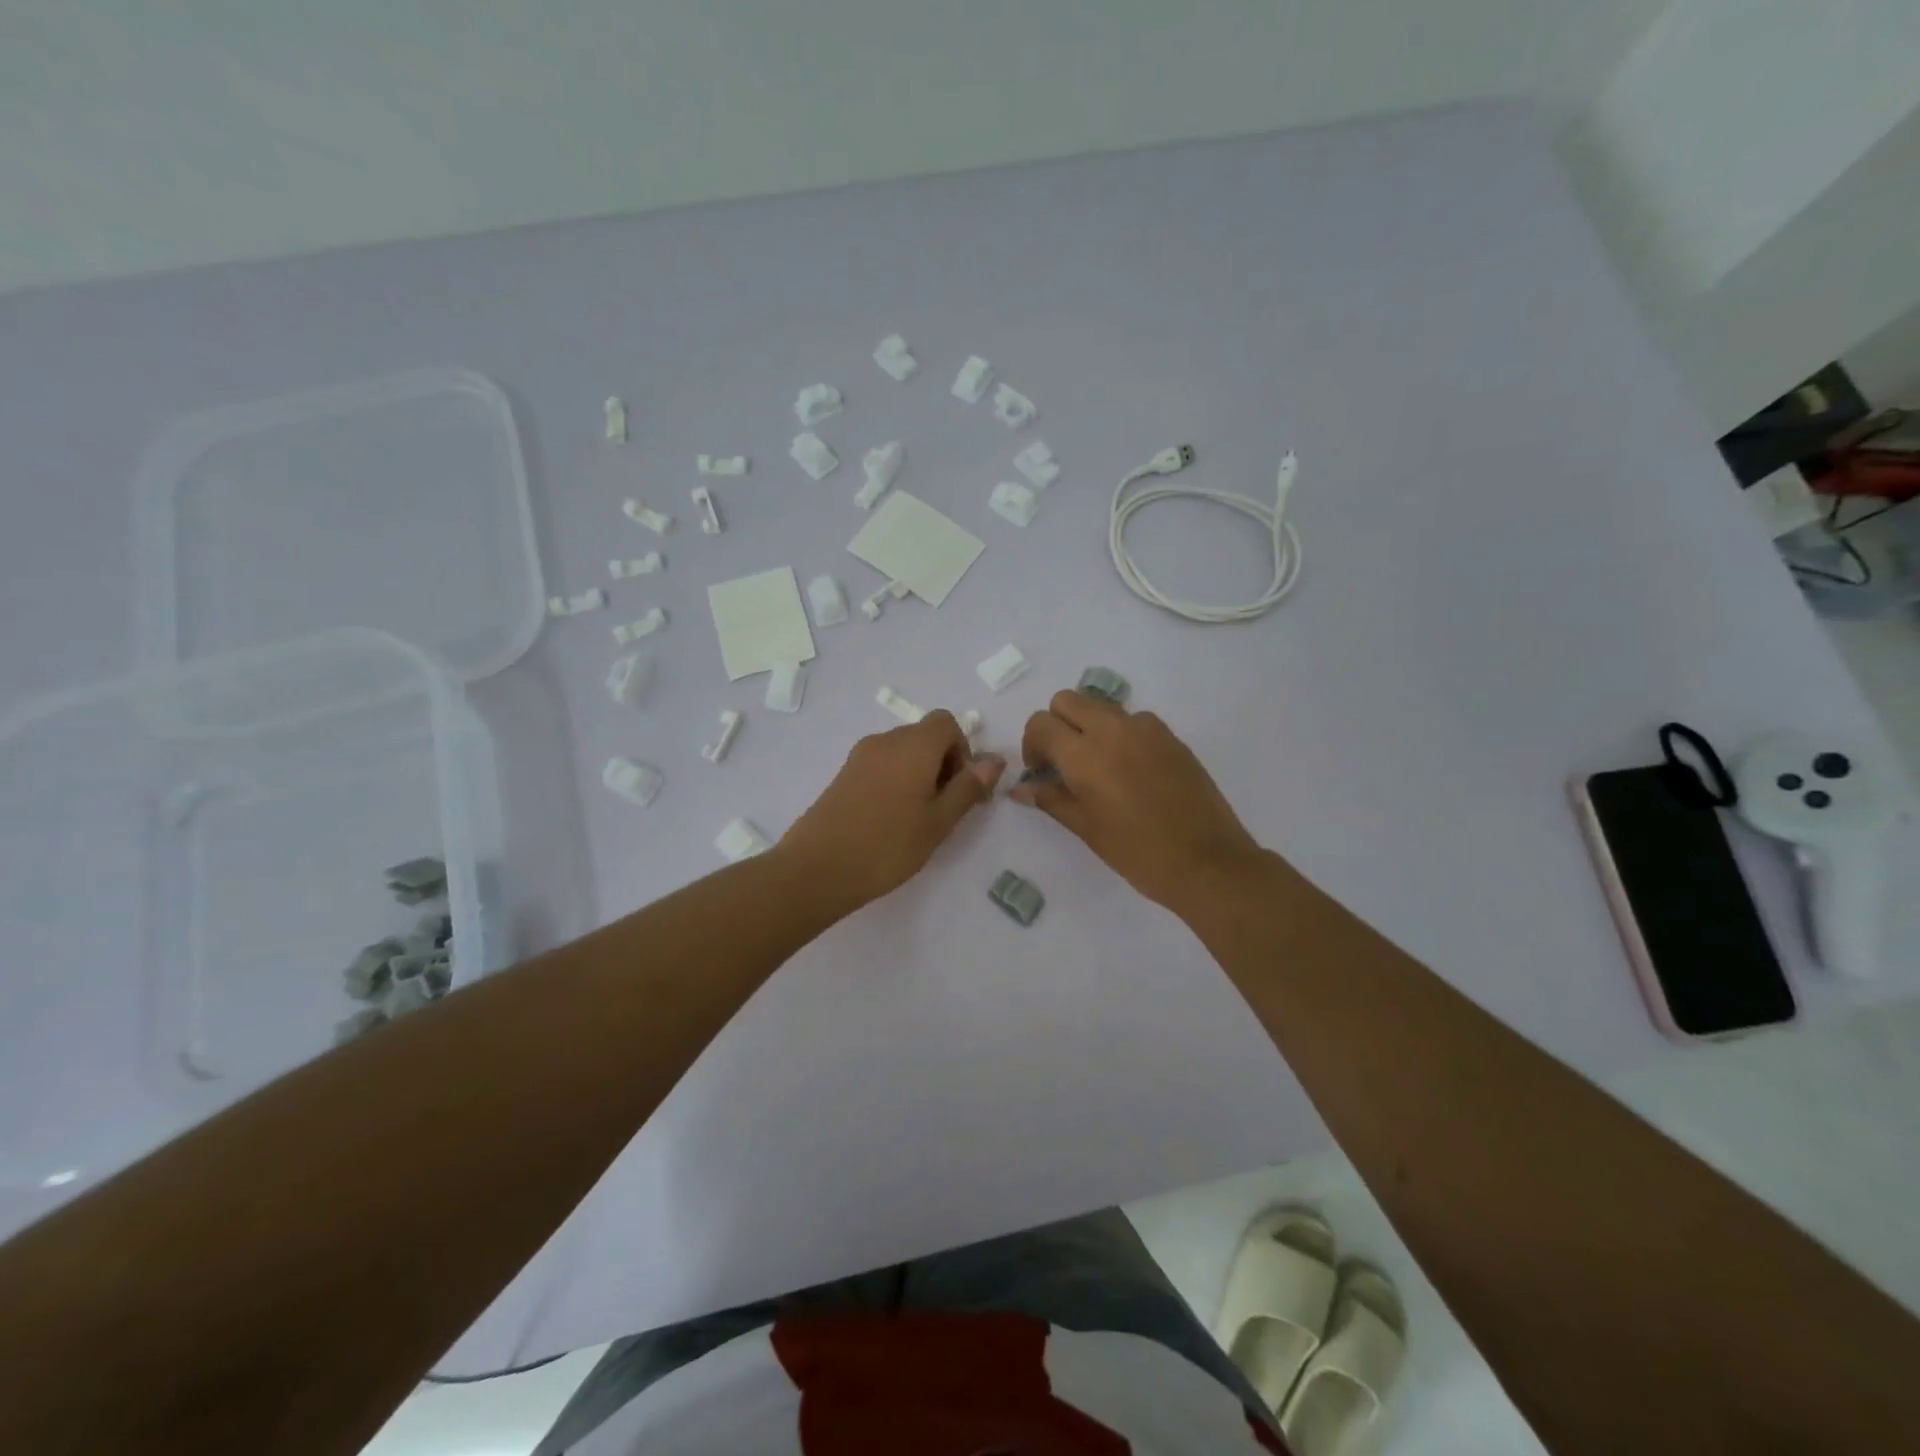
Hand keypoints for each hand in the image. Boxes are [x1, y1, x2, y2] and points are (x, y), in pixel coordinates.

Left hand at [780, 711, 1003, 905]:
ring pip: (903, 752)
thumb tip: (995, 760)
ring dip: (920, 774)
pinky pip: (882, 764)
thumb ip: (968, 787)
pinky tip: (891, 819)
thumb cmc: (888, 845)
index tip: (962, 789)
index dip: (962, 751)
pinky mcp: (844, 773)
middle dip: (944, 764)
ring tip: (919, 819)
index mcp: (914, 745)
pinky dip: (897, 780)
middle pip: (925, 736)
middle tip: (946, 809)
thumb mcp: (938, 821)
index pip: (947, 723)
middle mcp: (886, 740)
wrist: (818, 868)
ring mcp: (860, 756)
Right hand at [1013, 690, 1263, 911]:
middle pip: (1068, 700)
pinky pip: (1133, 720)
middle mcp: (1112, 729)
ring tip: (1098, 767)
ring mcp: (1146, 728)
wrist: (1206, 861)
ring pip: (1101, 706)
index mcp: (1084, 754)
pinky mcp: (1170, 736)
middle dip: (1056, 724)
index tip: (1040, 771)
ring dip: (1088, 726)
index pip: (1041, 723)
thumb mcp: (1086, 828)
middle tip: (1062, 761)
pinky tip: (1130, 770)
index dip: (1032, 745)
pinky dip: (1120, 733)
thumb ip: (1050, 799)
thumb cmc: (1137, 851)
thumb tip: (1020, 788)